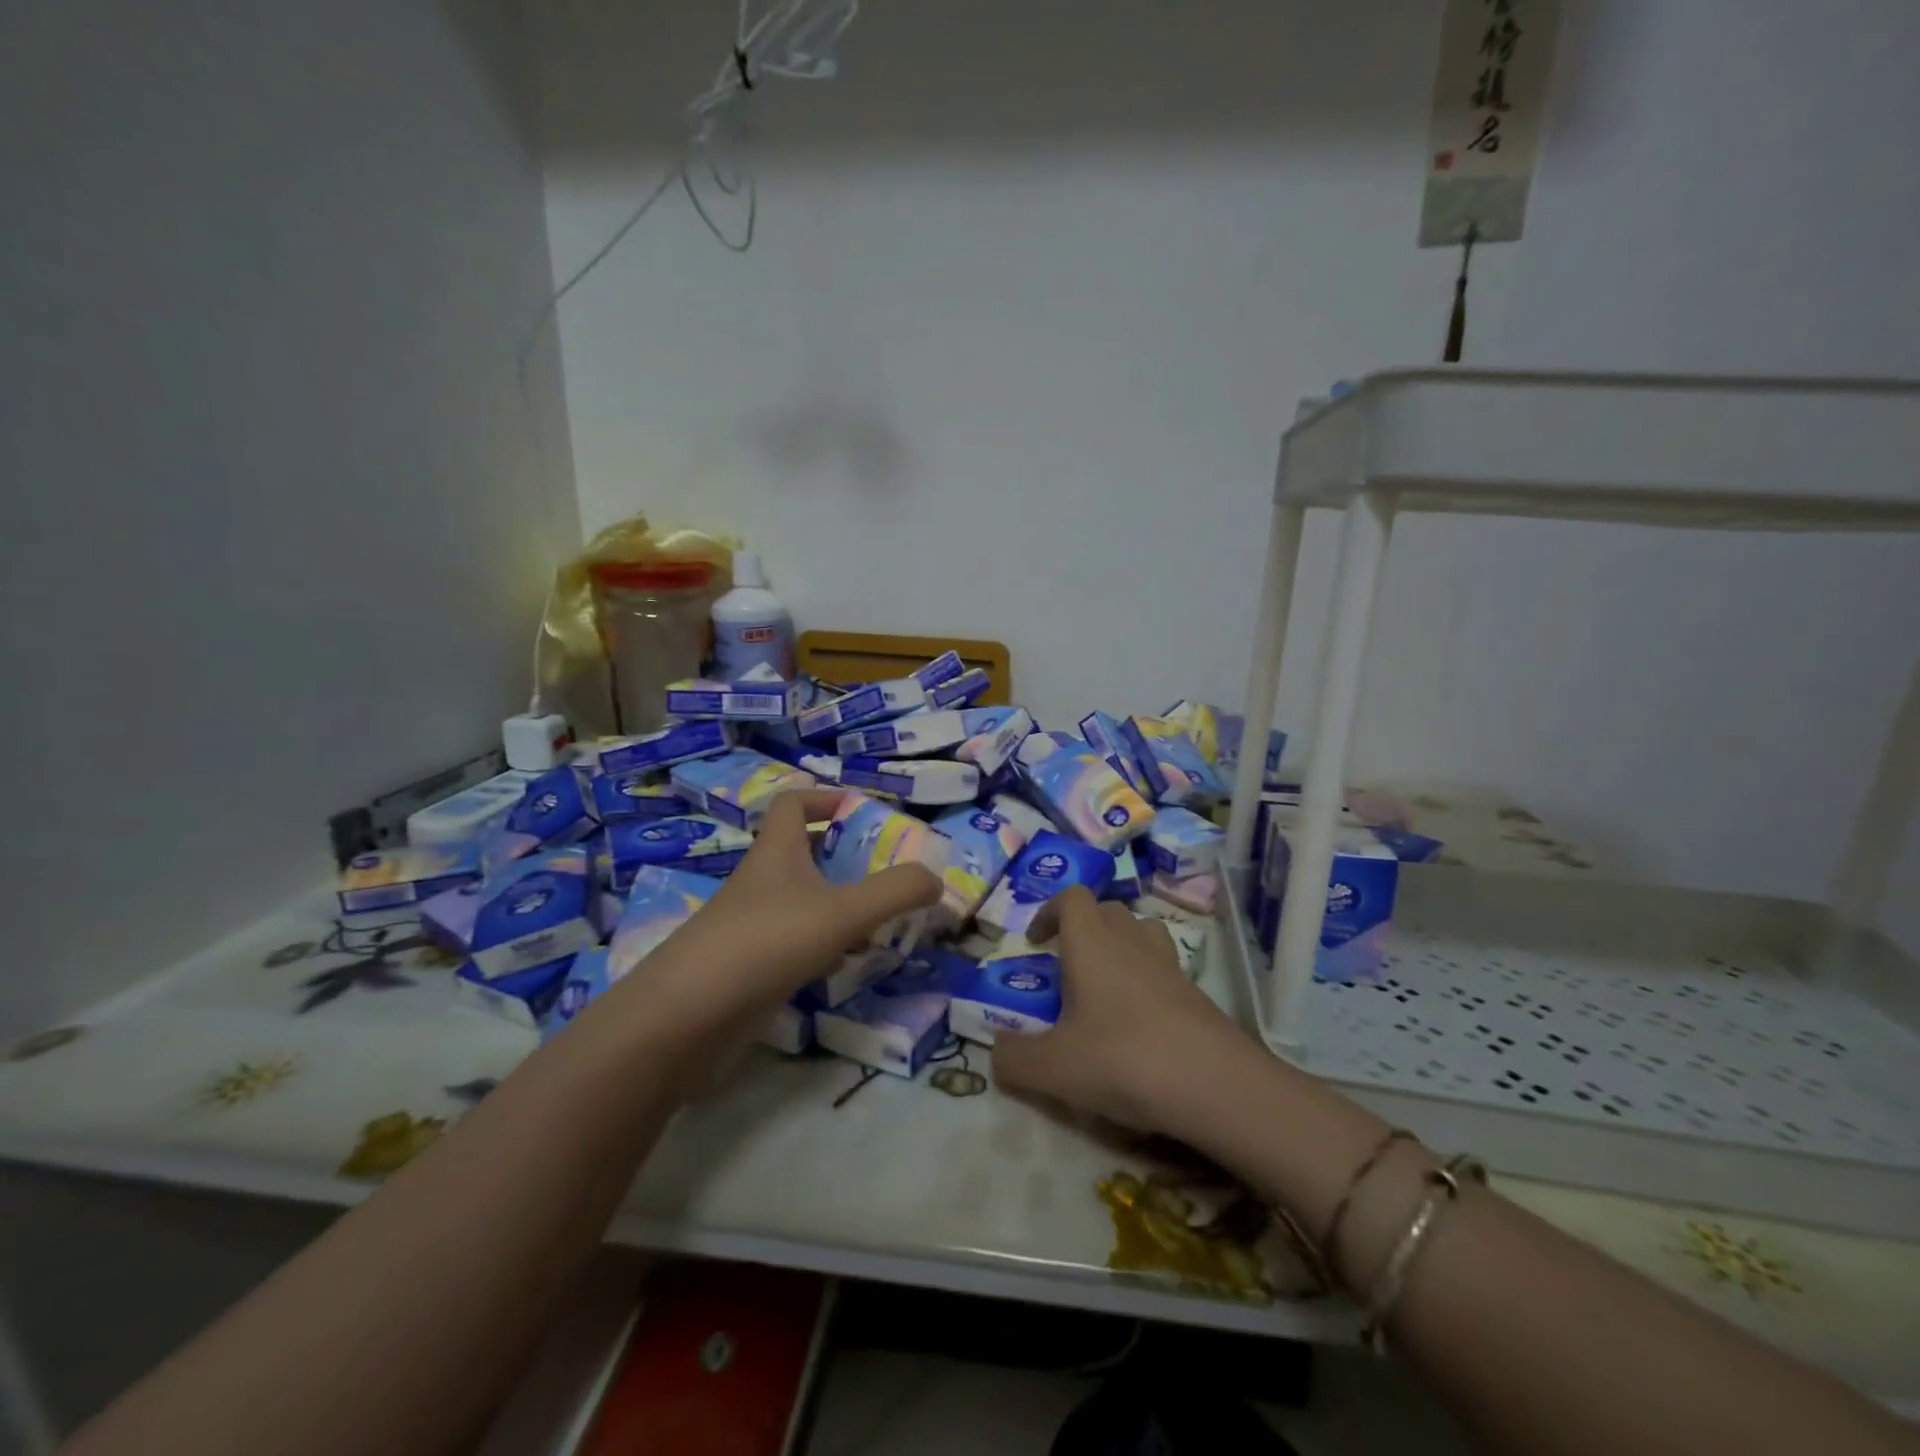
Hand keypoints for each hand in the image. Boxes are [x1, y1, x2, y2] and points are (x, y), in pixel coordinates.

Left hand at [629, 789, 940, 1044]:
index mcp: (776, 852)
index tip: (866, 812)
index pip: (794, 803)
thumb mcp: (842, 912)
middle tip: (889, 873)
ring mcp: (751, 926)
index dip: (827, 798)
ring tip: (881, 921)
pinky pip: (794, 943)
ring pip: (802, 901)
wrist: (685, 1019)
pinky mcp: (748, 967)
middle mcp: (761, 881)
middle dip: (846, 858)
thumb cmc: (765, 943)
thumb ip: (895, 892)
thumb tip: (936, 879)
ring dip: (839, 905)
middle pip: (803, 852)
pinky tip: (847, 965)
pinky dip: (824, 946)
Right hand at [991, 886, 1248, 1134]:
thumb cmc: (1123, 1059)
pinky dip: (1146, 980)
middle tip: (1066, 966)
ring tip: (1104, 985)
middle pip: (1107, 910)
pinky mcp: (1196, 992)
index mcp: (1092, 943)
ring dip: (1119, 946)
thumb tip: (995, 1049)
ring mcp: (1169, 964)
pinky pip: (1164, 968)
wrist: (1216, 1085)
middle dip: (1082, 928)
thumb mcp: (1053, 1068)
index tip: (1035, 941)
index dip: (1049, 911)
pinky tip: (1138, 1022)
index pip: (1072, 897)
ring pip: (1140, 932)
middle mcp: (1131, 941)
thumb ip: (1014, 1058)